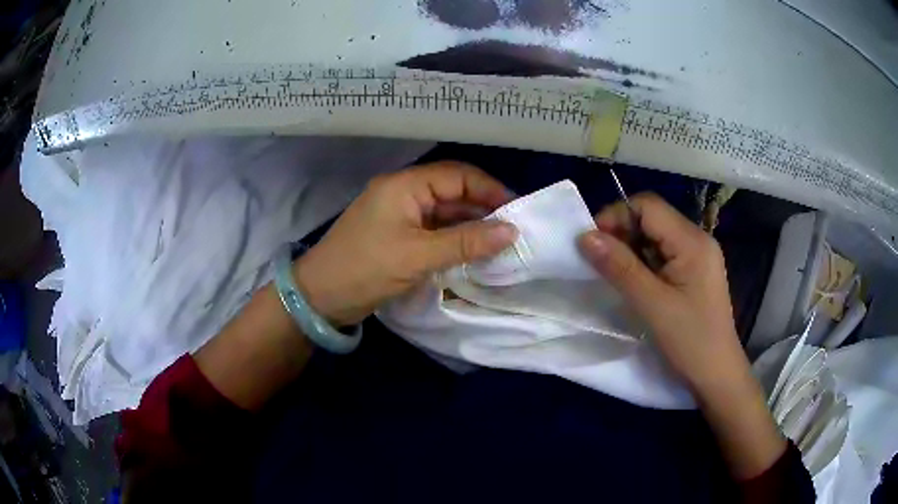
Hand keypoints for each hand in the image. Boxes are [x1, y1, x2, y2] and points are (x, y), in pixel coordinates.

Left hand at [294, 162, 517, 326]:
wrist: (319, 297)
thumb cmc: (366, 269)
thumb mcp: (418, 256)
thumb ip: (466, 242)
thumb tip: (511, 231)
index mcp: (404, 186)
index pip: (457, 176)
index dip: (490, 190)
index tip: (518, 211)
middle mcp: (402, 193)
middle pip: (452, 192)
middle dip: (482, 209)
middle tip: (513, 231)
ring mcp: (399, 214)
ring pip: (443, 213)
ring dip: (469, 226)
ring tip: (500, 243)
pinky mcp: (397, 235)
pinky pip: (432, 230)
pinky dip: (453, 239)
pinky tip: (473, 252)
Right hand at [578, 193, 785, 478]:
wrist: (717, 374)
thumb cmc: (690, 341)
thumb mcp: (652, 305)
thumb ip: (620, 267)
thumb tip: (584, 236)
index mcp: (692, 241)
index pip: (648, 206)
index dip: (616, 216)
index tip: (592, 244)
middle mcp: (697, 239)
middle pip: (652, 217)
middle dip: (622, 233)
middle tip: (600, 262)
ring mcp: (697, 255)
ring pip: (655, 235)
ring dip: (631, 249)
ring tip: (616, 275)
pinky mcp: (694, 271)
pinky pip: (663, 253)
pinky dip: (643, 262)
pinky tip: (635, 283)